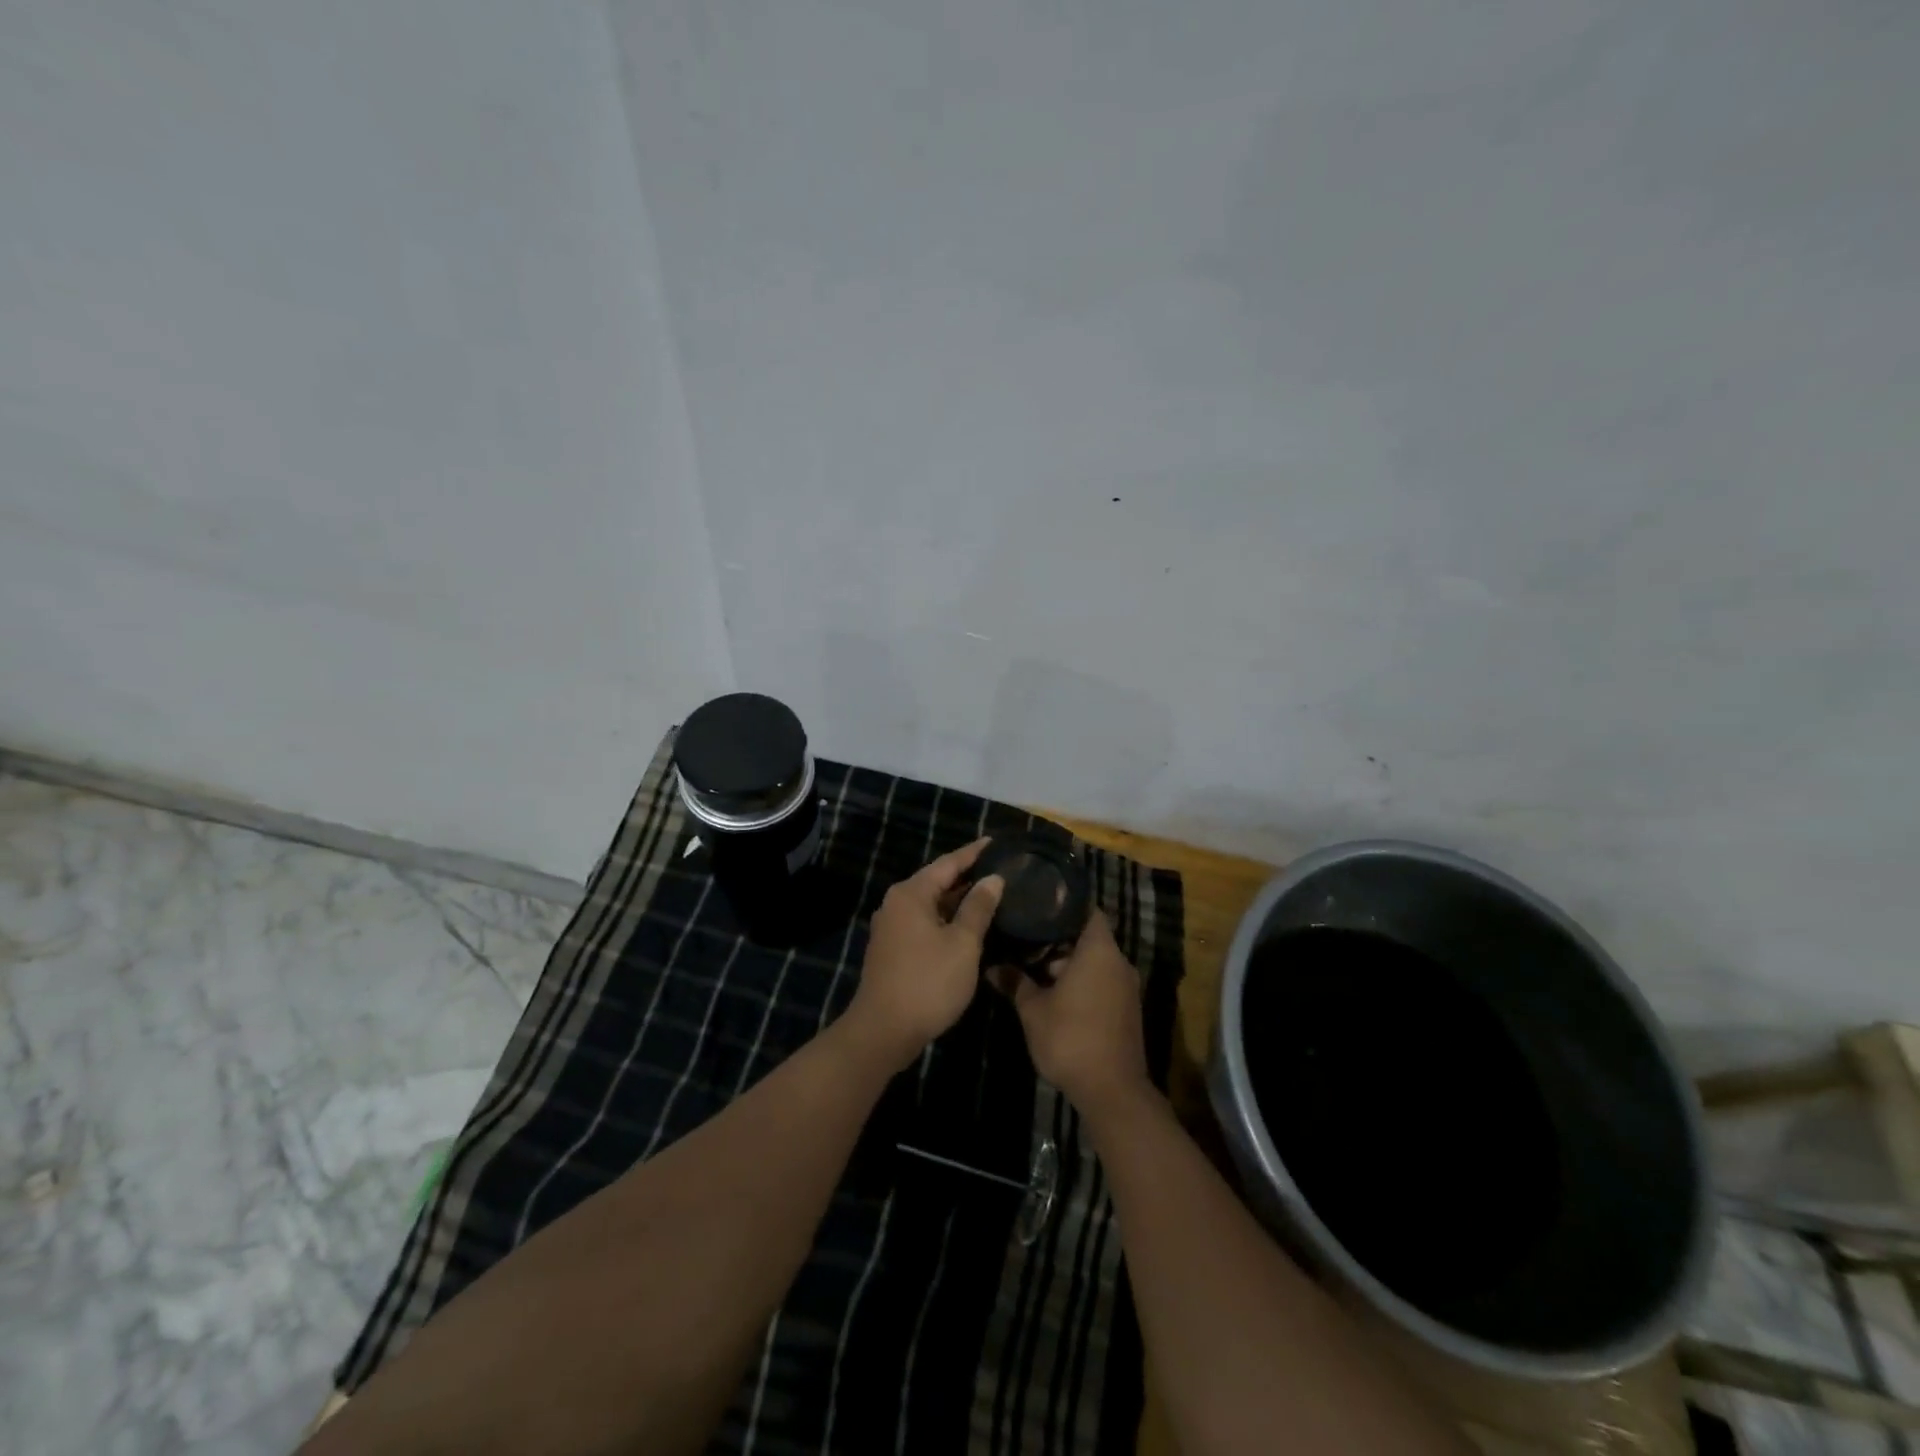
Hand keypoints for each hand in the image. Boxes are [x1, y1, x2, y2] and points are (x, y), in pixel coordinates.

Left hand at [845, 839, 1003, 1070]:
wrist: (883, 1031)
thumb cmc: (928, 982)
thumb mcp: (962, 943)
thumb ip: (978, 907)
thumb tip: (993, 879)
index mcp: (911, 893)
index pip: (949, 863)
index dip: (974, 853)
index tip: (998, 842)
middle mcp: (897, 903)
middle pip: (938, 881)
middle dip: (968, 876)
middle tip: (1002, 869)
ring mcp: (892, 927)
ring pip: (932, 904)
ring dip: (959, 900)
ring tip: (992, 895)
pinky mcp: (893, 949)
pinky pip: (925, 922)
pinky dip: (947, 919)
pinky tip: (970, 926)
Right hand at [995, 911, 1150, 1121]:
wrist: (1112, 1091)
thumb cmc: (1070, 1038)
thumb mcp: (1033, 1009)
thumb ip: (1015, 982)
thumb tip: (991, 967)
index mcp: (1099, 950)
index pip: (1087, 909)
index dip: (1064, 903)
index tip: (1039, 901)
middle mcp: (1118, 962)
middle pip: (1089, 936)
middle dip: (1059, 936)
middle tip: (1026, 933)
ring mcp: (1126, 987)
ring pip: (1095, 961)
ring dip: (1069, 962)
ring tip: (1033, 961)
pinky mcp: (1126, 1009)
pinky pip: (1102, 981)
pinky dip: (1081, 980)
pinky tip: (1054, 990)